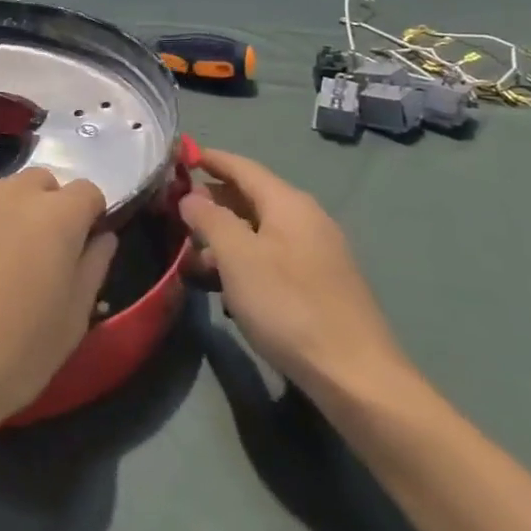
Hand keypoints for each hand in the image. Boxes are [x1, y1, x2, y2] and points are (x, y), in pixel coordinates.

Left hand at [0, 168, 116, 442]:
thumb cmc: (11, 357)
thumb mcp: (72, 323)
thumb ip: (93, 268)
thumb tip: (101, 236)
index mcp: (56, 217)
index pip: (87, 191)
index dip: (87, 218)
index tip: (77, 249)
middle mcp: (10, 192)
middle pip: (39, 183)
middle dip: (44, 209)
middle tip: (31, 257)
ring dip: (0, 214)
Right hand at [180, 149, 414, 413]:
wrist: (356, 375)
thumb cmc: (288, 305)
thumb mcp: (237, 257)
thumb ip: (210, 219)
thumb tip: (191, 196)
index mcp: (288, 203)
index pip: (241, 166)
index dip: (209, 158)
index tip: (178, 155)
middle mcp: (306, 218)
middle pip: (251, 196)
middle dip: (212, 201)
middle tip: (175, 211)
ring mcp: (317, 252)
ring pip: (260, 231)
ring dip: (225, 238)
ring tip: (193, 258)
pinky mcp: (321, 283)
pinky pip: (273, 256)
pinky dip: (245, 260)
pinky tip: (228, 288)